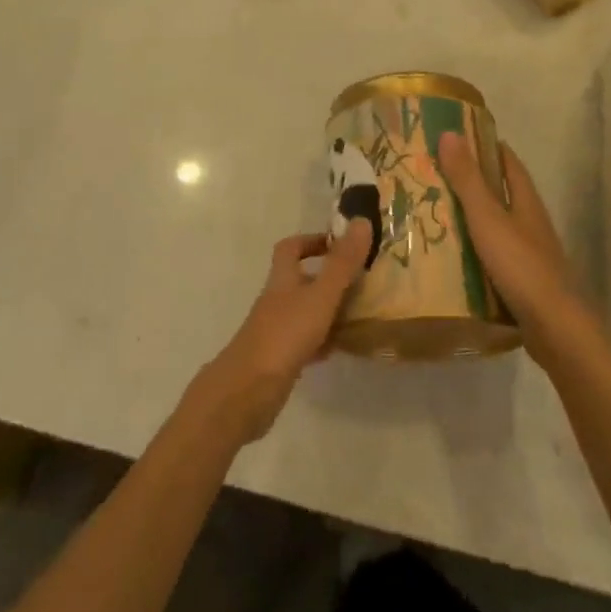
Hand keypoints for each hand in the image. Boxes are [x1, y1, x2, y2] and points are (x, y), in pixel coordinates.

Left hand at [196, 220, 372, 442]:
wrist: (248, 390)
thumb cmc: (284, 335)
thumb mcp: (320, 295)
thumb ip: (342, 263)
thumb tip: (362, 220)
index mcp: (282, 279)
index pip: (291, 248)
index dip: (312, 241)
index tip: (339, 245)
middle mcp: (277, 300)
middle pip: (300, 280)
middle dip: (328, 278)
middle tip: (362, 281)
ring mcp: (276, 330)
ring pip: (306, 311)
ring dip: (329, 310)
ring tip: (361, 313)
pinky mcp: (280, 359)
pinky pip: (305, 342)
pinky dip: (323, 341)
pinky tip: (342, 348)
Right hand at [438, 133, 595, 368]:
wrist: (555, 329)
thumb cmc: (521, 265)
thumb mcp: (487, 218)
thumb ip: (467, 179)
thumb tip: (449, 133)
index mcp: (526, 202)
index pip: (509, 163)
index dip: (488, 146)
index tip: (459, 136)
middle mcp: (531, 223)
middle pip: (503, 193)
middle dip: (475, 181)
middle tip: (436, 173)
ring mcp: (530, 254)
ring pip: (498, 225)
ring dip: (473, 217)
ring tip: (436, 212)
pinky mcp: (524, 281)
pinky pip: (495, 255)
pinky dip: (475, 248)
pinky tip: (453, 255)